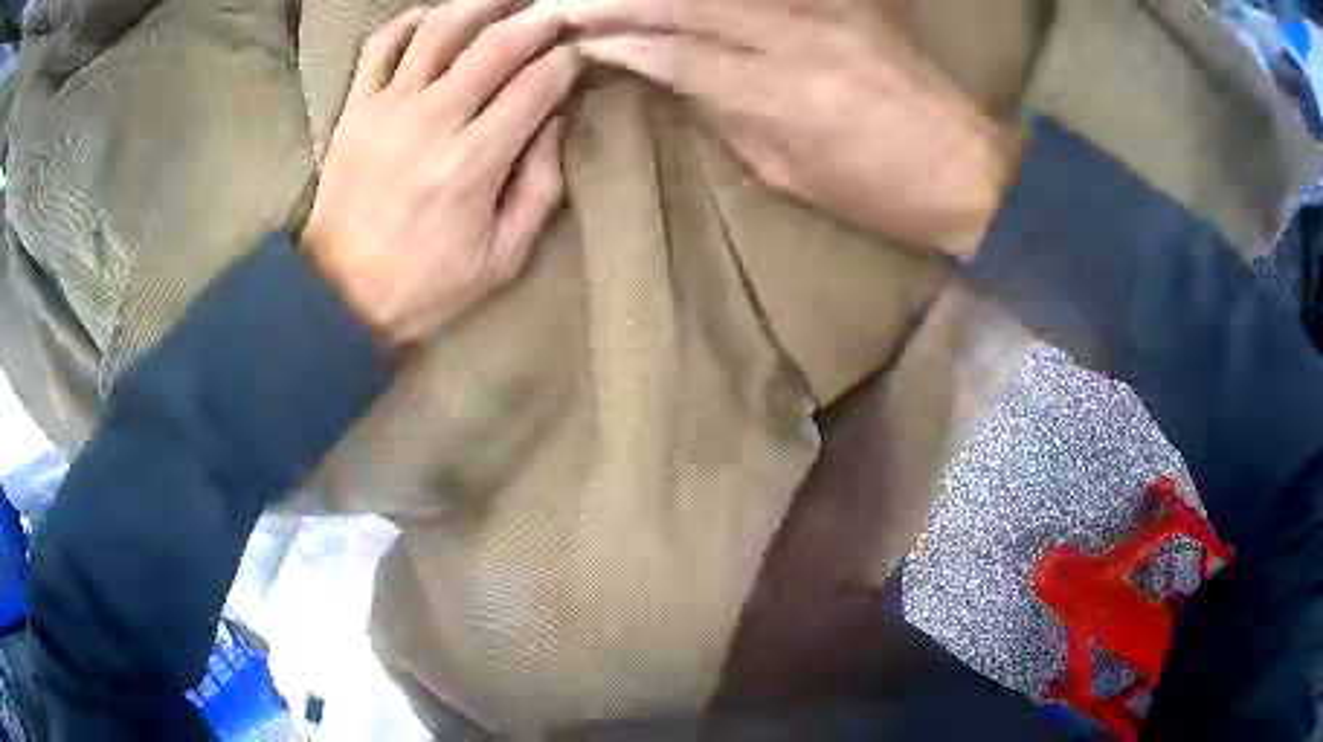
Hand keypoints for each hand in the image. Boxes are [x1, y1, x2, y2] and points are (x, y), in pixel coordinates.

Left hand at [304, 0, 580, 348]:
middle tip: (558, 13)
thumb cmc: (423, 286)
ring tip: (507, 1)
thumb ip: (539, 187)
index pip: (536, 85)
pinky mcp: (354, 110)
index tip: (579, 55)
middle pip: (496, 43)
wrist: (337, 297)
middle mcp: (432, 121)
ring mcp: (387, 109)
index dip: (567, 61)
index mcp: (474, 163)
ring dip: (482, 4)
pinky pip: (380, 45)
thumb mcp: (501, 257)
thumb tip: (555, 121)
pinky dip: (408, 21)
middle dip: (538, 20)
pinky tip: (433, 19)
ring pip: (441, 28)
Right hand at [563, 0, 1022, 260]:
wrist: (964, 168)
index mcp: (779, 96)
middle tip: (571, 2)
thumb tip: (677, 78)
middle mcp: (796, 38)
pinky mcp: (849, 1)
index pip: (674, 54)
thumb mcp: (787, 173)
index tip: (578, 38)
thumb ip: (727, 117)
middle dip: (620, 1)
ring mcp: (826, 10)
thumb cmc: (875, 192)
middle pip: (686, 3)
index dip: (619, 42)